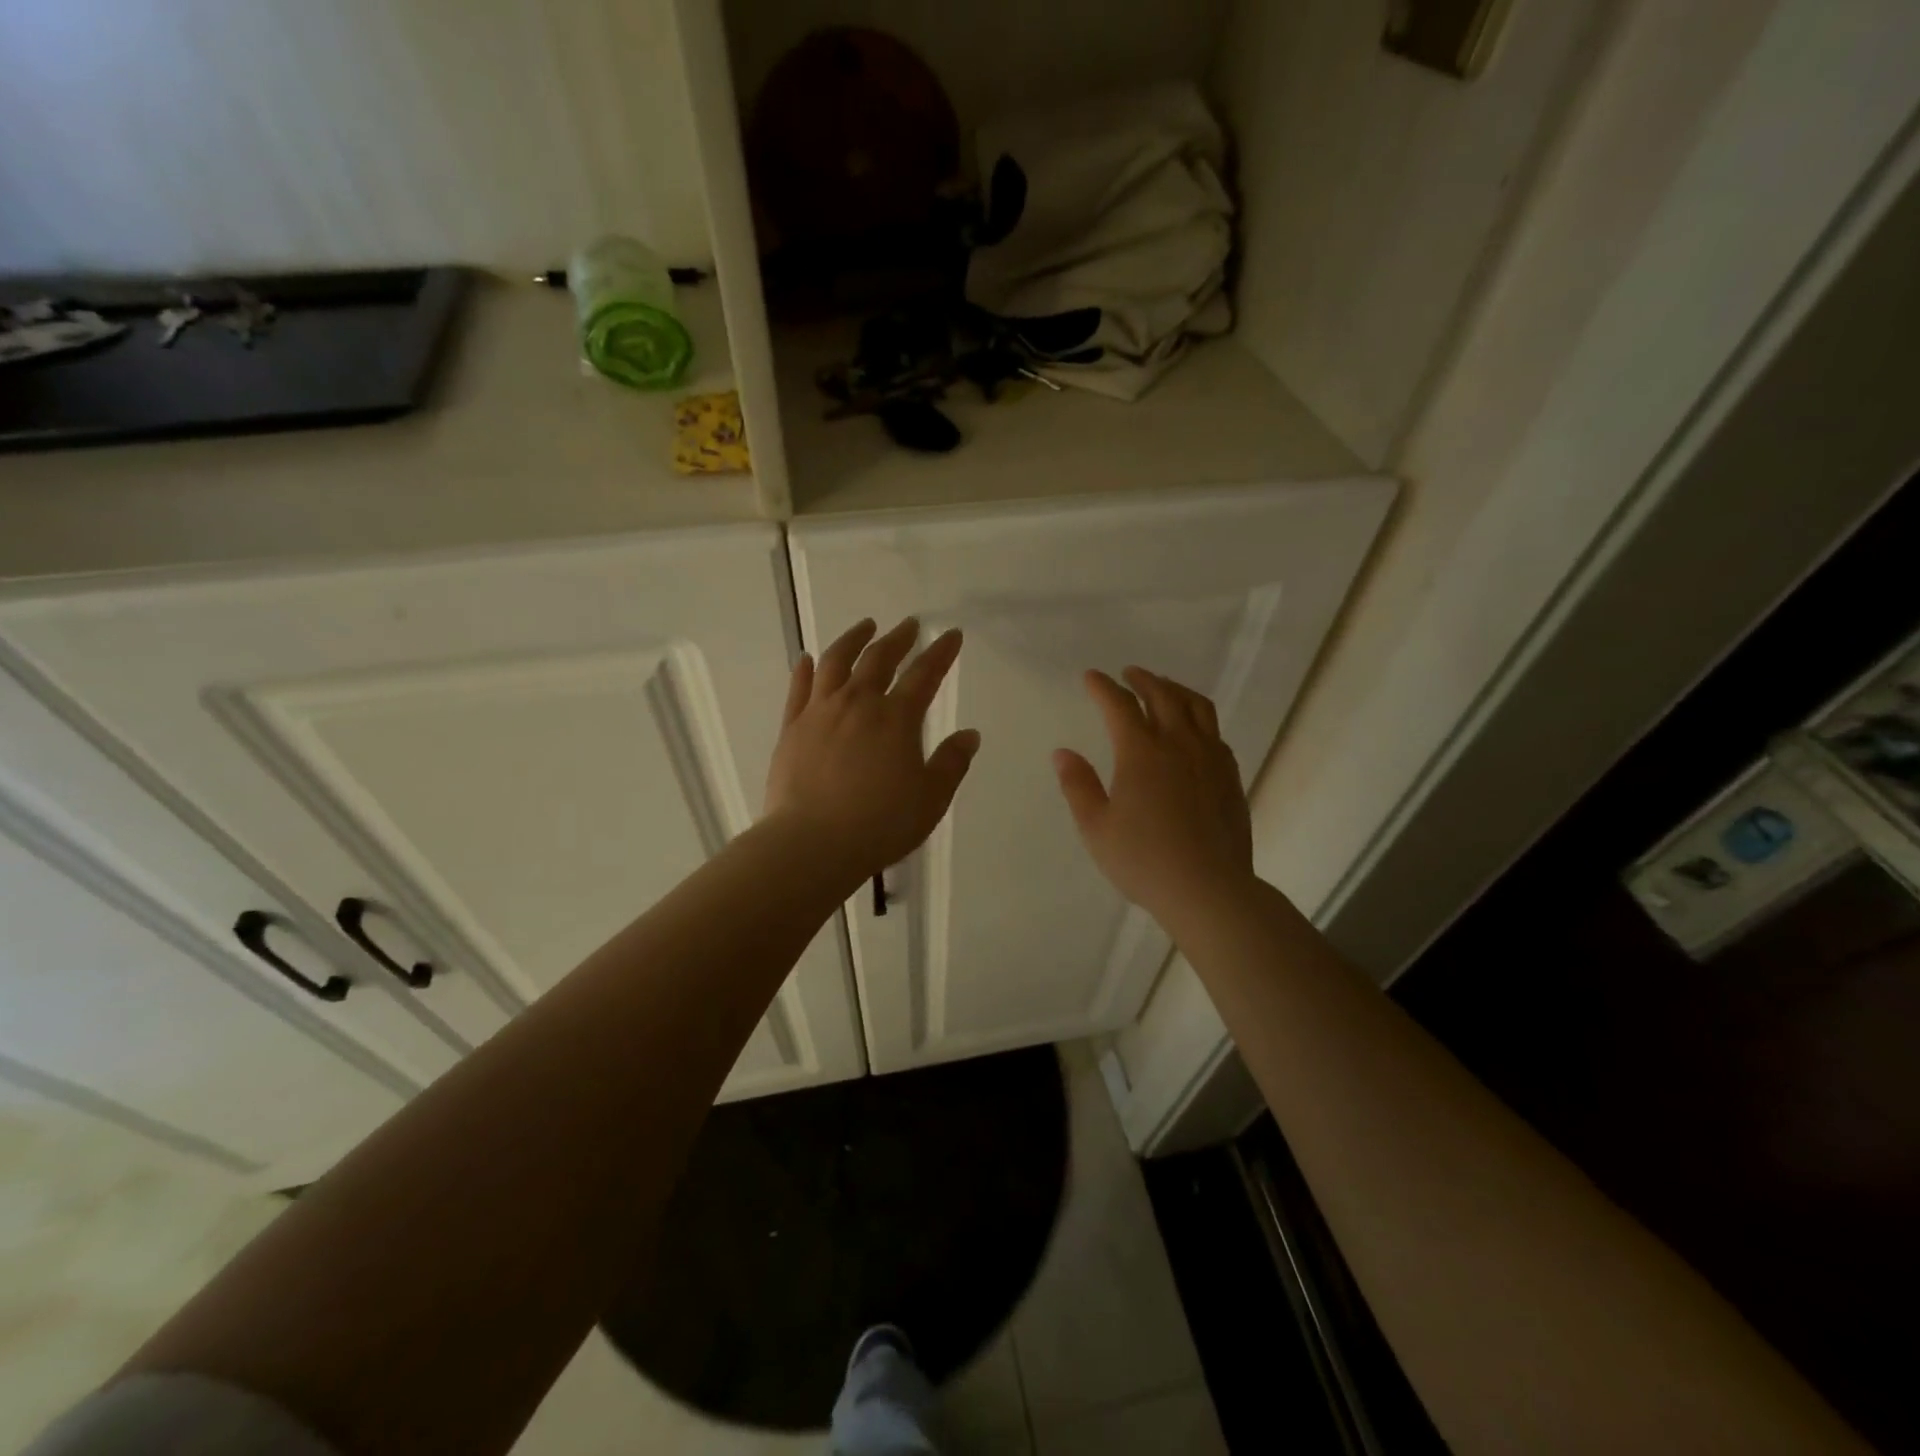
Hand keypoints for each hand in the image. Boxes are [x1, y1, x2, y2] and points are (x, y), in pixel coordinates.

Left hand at [765, 617, 980, 892]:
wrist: (812, 843)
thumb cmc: (880, 824)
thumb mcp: (930, 799)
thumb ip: (952, 763)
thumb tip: (969, 734)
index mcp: (896, 719)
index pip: (925, 675)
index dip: (941, 652)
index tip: (951, 634)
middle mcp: (858, 704)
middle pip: (879, 659)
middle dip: (898, 639)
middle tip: (909, 625)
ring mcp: (820, 712)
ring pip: (836, 662)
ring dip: (853, 640)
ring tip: (864, 626)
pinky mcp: (792, 728)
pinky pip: (799, 688)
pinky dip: (805, 669)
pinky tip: (808, 659)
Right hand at [1054, 667, 1254, 927]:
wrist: (1209, 889)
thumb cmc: (1143, 860)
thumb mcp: (1096, 828)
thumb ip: (1078, 786)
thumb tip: (1063, 753)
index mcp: (1141, 752)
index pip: (1120, 705)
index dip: (1103, 687)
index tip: (1091, 677)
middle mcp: (1179, 744)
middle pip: (1163, 695)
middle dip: (1142, 680)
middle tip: (1128, 674)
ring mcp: (1210, 758)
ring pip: (1197, 707)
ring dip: (1176, 690)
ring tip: (1164, 688)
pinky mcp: (1230, 776)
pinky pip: (1214, 732)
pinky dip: (1198, 718)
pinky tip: (1193, 730)